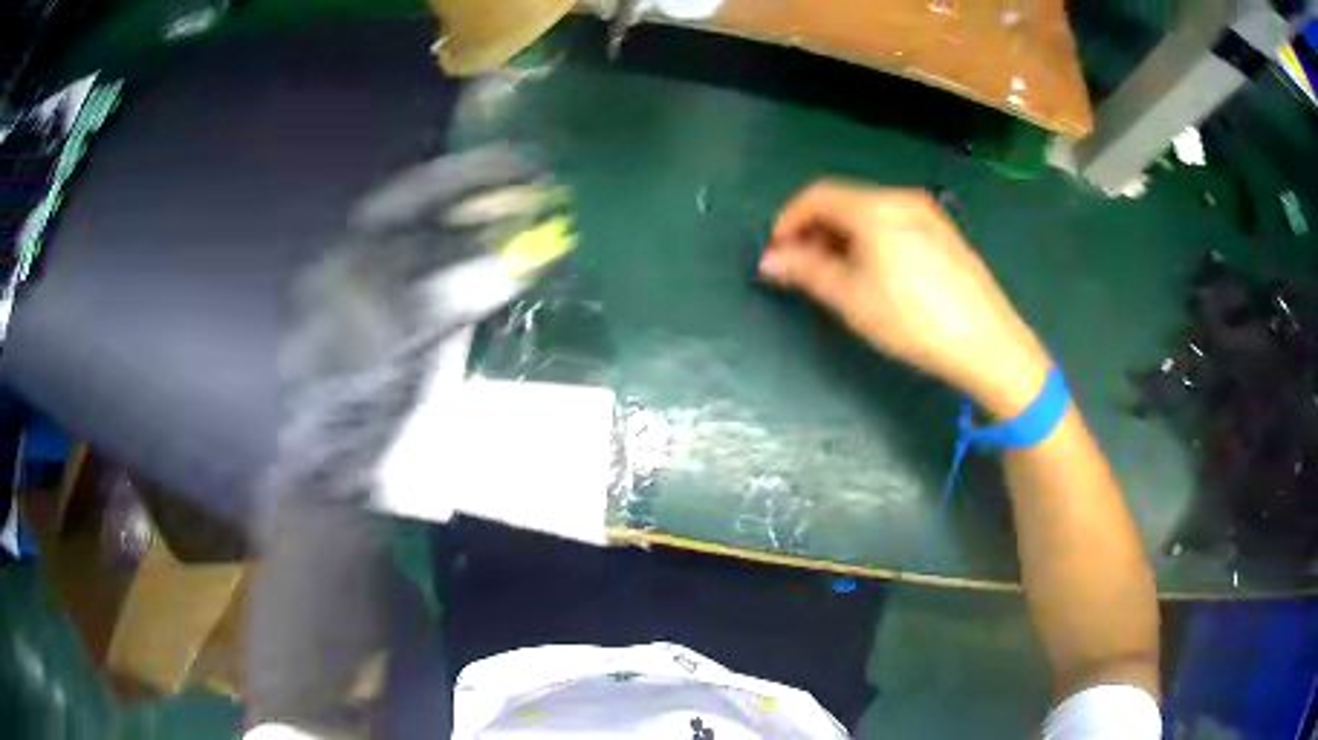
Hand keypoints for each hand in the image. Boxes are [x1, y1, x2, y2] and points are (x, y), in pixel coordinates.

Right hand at [760, 180, 1049, 418]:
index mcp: (875, 206)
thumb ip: (806, 271)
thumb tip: (770, 260)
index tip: (775, 254)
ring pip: (869, 213)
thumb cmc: (912, 320)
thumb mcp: (851, 298)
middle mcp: (901, 198)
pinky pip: (893, 223)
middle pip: (844, 201)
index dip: (788, 221)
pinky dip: (870, 239)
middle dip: (814, 229)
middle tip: (800, 268)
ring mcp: (927, 213)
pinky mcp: (943, 232)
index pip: (817, 195)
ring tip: (834, 273)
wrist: (986, 342)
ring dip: (842, 235)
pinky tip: (873, 272)